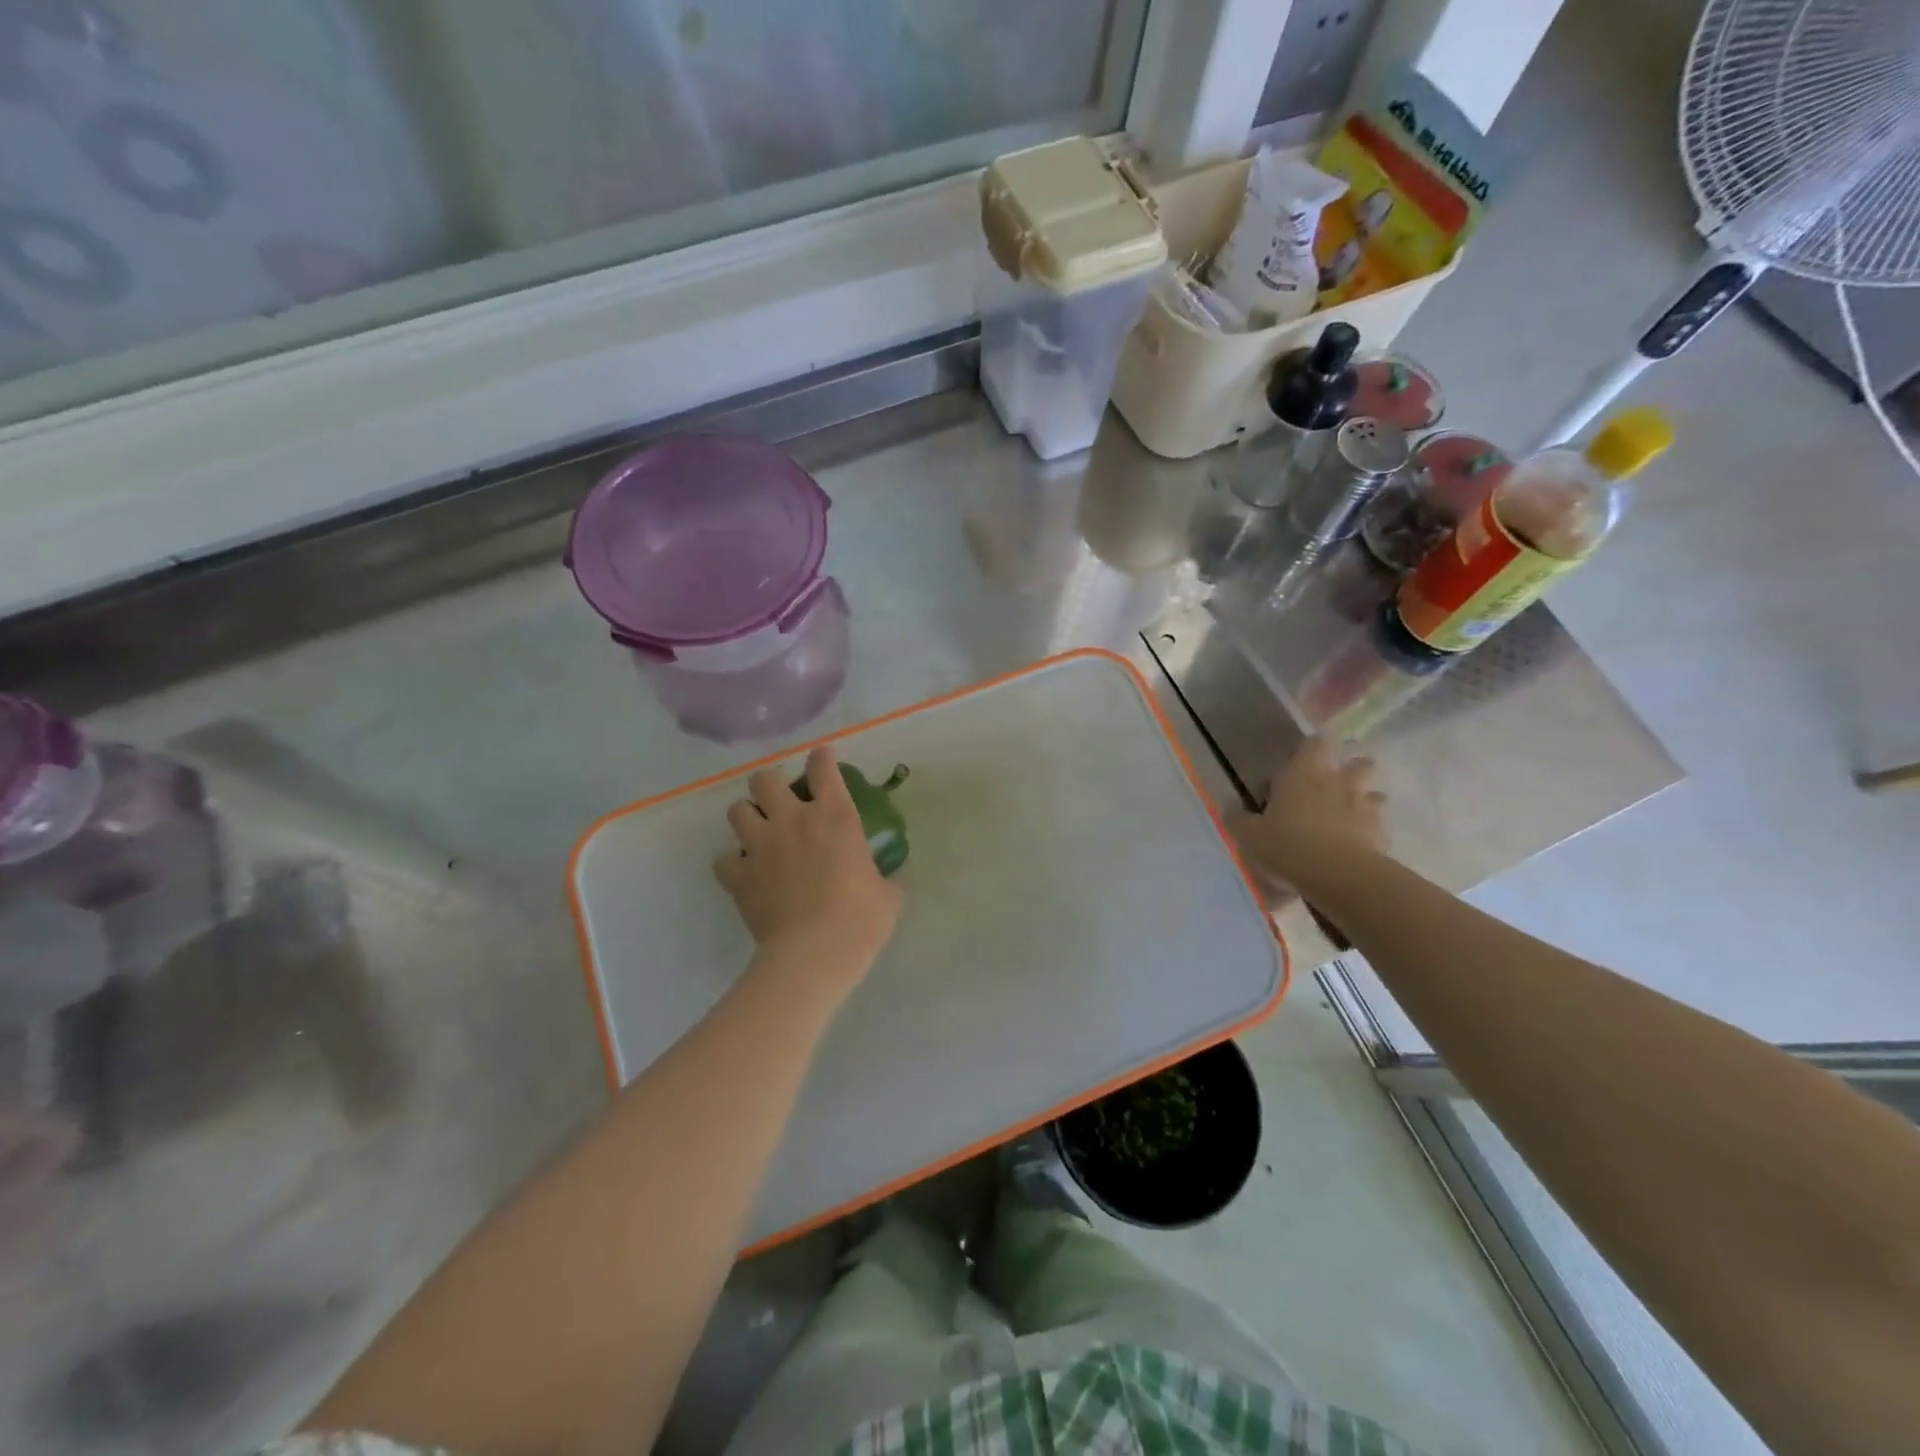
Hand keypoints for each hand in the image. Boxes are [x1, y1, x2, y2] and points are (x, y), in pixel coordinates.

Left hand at [714, 745, 902, 984]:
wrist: (814, 952)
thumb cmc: (860, 920)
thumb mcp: (887, 895)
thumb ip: (884, 878)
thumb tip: (886, 881)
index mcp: (835, 817)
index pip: (823, 768)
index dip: (821, 758)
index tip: (822, 759)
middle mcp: (793, 820)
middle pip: (765, 779)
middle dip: (770, 785)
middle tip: (780, 801)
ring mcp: (760, 846)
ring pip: (737, 810)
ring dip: (747, 817)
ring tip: (758, 832)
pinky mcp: (738, 876)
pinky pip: (723, 860)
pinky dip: (732, 864)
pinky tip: (744, 873)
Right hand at [1231, 737, 1386, 898]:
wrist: (1340, 877)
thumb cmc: (1288, 846)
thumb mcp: (1249, 836)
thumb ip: (1239, 819)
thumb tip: (1229, 807)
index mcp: (1303, 773)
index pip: (1315, 743)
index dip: (1312, 747)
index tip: (1303, 758)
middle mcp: (1338, 781)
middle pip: (1357, 763)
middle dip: (1350, 769)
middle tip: (1333, 785)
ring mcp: (1364, 806)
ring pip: (1374, 792)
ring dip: (1364, 799)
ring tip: (1348, 815)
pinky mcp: (1381, 832)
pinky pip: (1377, 824)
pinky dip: (1369, 830)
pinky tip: (1357, 844)